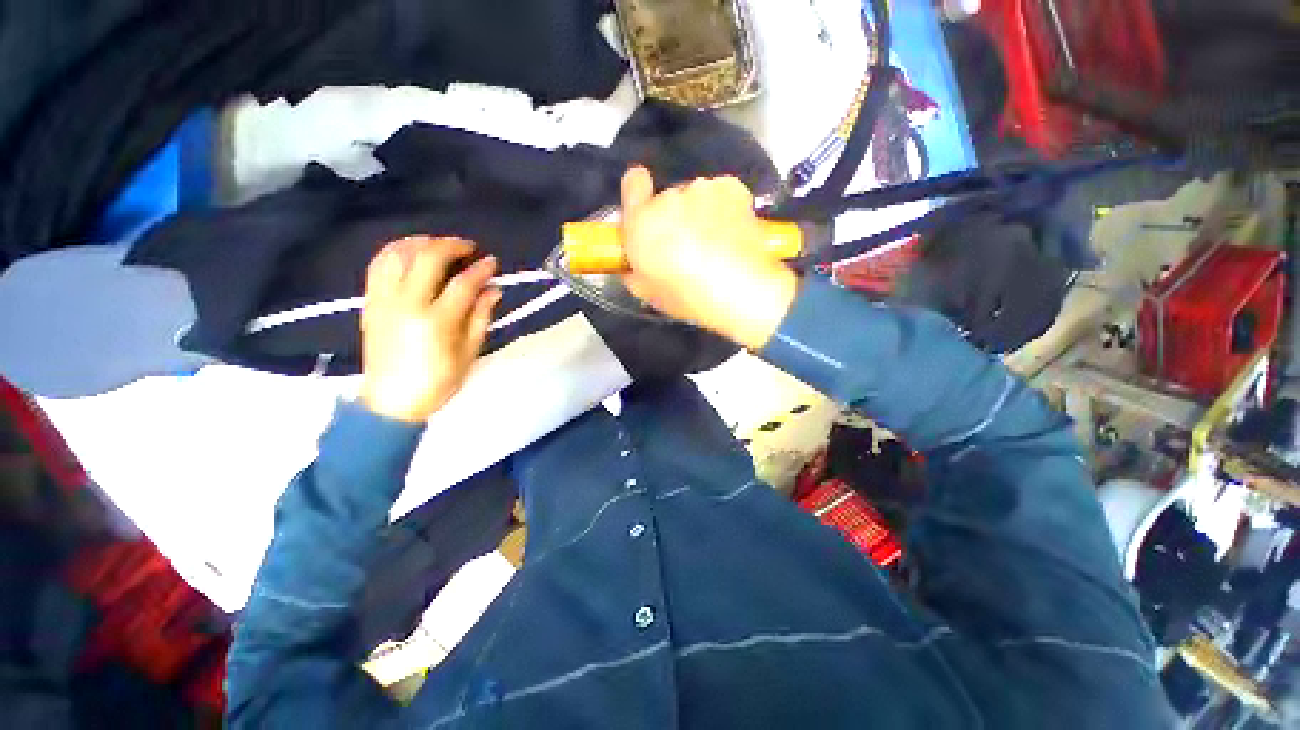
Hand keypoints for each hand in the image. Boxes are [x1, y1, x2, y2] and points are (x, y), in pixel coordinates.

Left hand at [359, 236, 500, 422]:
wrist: (391, 401)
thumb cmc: (437, 382)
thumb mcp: (468, 354)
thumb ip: (480, 318)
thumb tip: (493, 290)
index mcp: (437, 321)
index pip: (463, 283)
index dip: (481, 269)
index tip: (493, 262)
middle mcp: (407, 303)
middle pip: (428, 258)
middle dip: (452, 245)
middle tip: (468, 247)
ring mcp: (384, 300)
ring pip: (397, 254)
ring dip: (420, 242)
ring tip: (438, 245)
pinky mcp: (370, 302)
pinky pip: (378, 265)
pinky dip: (395, 252)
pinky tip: (410, 253)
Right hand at [619, 167, 798, 349]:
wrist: (738, 290)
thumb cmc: (686, 296)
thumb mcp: (647, 293)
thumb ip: (633, 271)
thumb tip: (632, 266)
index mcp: (642, 221)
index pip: (633, 182)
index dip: (638, 191)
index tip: (646, 208)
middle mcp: (669, 197)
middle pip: (668, 199)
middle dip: (674, 217)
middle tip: (688, 246)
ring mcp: (702, 189)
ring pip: (696, 197)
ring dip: (700, 212)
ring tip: (717, 242)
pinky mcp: (731, 188)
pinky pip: (721, 193)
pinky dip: (724, 208)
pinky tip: (733, 231)